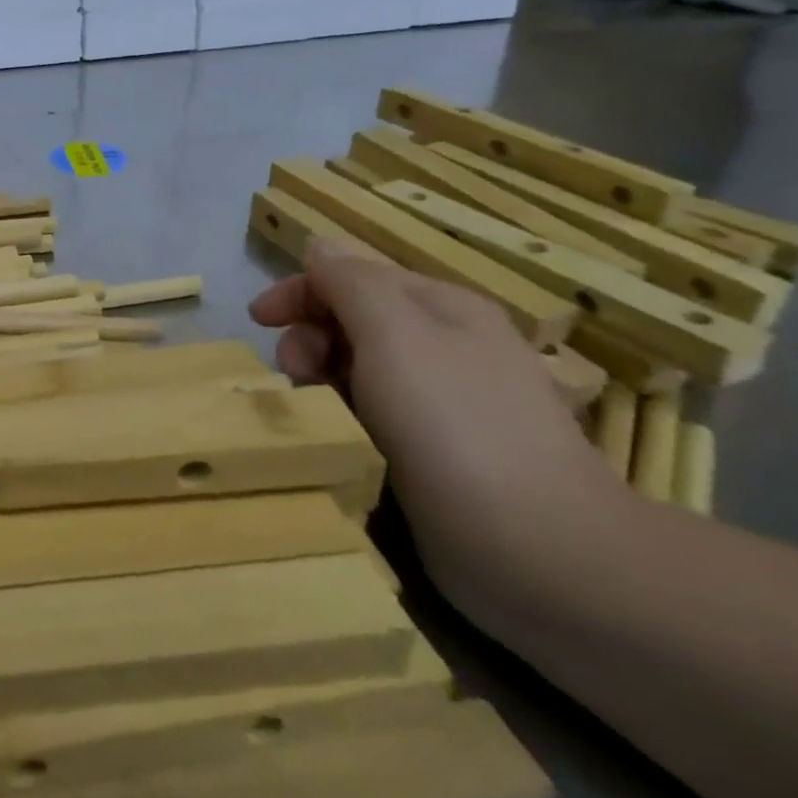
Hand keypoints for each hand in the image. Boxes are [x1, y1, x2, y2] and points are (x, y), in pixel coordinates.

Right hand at [250, 239, 621, 627]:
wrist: (540, 551)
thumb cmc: (454, 424)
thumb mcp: (392, 331)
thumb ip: (350, 280)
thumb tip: (321, 246)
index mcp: (443, 307)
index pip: (354, 276)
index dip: (300, 290)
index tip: (257, 321)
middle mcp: (450, 346)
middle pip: (354, 320)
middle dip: (310, 337)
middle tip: (294, 372)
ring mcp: (450, 403)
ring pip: (361, 370)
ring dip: (324, 379)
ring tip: (314, 408)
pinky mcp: (445, 455)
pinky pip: (377, 415)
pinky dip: (349, 415)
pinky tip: (344, 437)